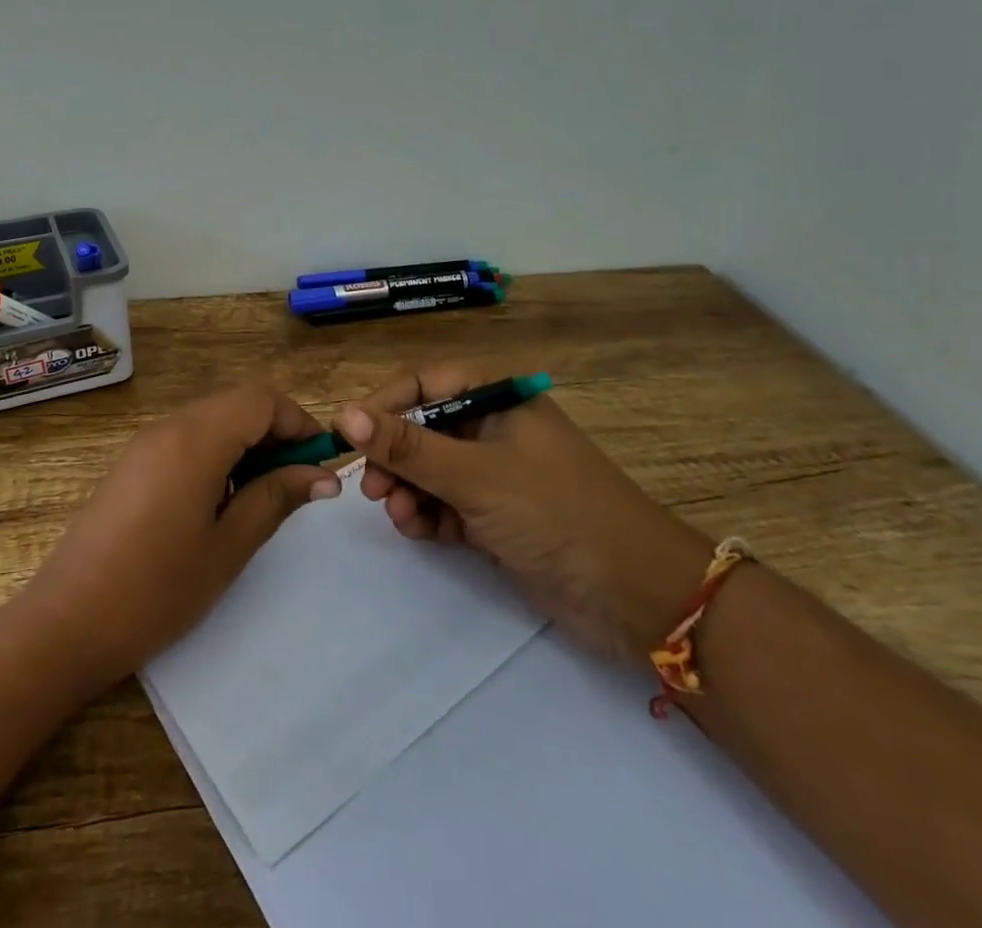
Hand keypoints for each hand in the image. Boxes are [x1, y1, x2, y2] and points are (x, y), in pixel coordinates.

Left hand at [19, 386, 342, 690]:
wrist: (67, 622)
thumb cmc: (157, 589)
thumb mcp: (228, 546)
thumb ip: (276, 498)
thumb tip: (322, 475)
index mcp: (196, 438)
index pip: (262, 399)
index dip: (298, 423)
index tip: (318, 465)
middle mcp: (169, 426)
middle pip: (237, 405)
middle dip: (275, 434)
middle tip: (295, 486)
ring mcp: (145, 443)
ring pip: (212, 421)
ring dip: (246, 446)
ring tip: (261, 499)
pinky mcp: (132, 464)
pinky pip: (187, 440)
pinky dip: (217, 456)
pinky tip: (219, 504)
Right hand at [335, 361, 713, 664]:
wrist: (638, 598)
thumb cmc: (556, 513)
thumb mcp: (474, 475)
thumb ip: (407, 446)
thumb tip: (343, 414)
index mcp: (498, 397)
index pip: (424, 383)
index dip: (382, 405)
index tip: (346, 435)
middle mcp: (494, 427)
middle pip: (422, 427)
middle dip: (394, 456)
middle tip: (371, 487)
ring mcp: (496, 473)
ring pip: (430, 469)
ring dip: (407, 489)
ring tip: (399, 516)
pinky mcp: (497, 515)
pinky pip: (445, 503)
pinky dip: (427, 514)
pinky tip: (417, 530)